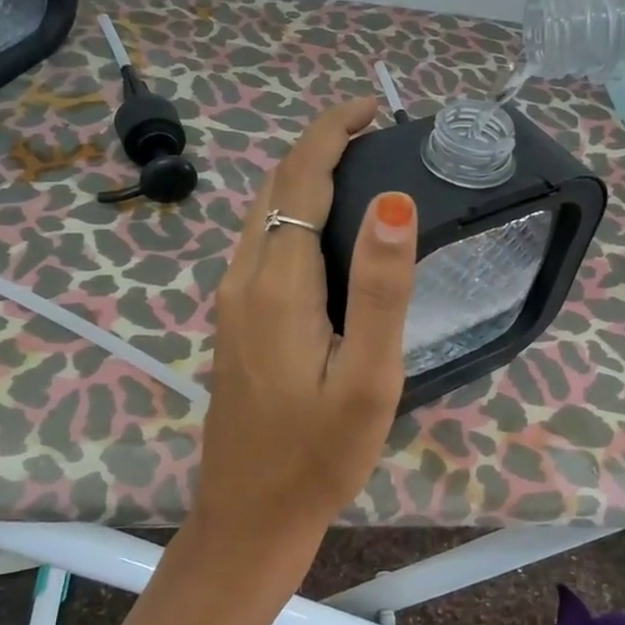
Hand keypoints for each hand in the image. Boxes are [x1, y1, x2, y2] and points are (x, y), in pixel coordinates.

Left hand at [190, 99, 417, 549]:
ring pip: (264, 213)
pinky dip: (293, 213)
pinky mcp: (235, 322)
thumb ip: (381, 289)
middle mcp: (245, 277)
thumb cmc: (320, 454)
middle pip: (276, 186)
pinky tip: (327, 234)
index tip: (373, 109)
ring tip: (361, 172)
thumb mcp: (369, 377)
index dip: (332, 131)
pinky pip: (262, 244)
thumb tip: (392, 202)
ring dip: (304, 178)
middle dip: (320, 146)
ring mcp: (232, 301)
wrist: (251, 515)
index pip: (299, 177)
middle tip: (378, 137)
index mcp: (278, 282)